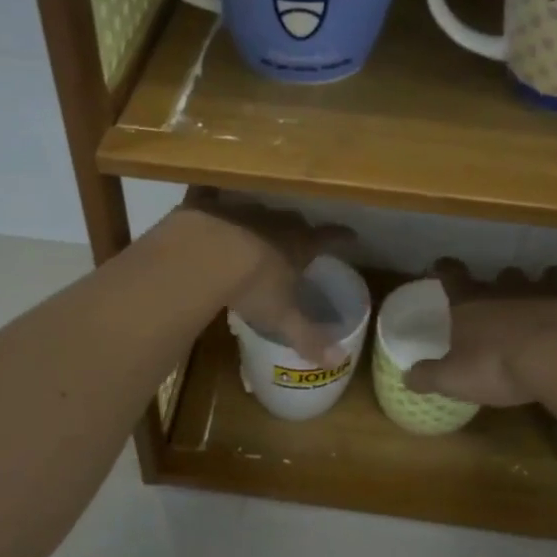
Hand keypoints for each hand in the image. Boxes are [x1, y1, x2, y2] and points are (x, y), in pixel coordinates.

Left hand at [169, 193, 352, 365]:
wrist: (205, 255)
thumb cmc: (252, 287)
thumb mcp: (282, 318)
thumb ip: (308, 338)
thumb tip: (336, 361)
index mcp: (297, 245)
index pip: (327, 238)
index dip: (340, 237)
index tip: (351, 235)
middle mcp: (274, 221)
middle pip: (293, 221)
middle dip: (297, 229)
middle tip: (298, 237)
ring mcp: (240, 209)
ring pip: (256, 209)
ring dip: (258, 217)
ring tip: (256, 226)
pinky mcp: (207, 204)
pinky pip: (212, 195)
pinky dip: (212, 196)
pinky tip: (209, 196)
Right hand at [403, 260, 556, 406]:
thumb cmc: (498, 367)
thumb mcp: (455, 379)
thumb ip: (429, 375)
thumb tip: (407, 376)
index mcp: (471, 301)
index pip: (451, 274)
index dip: (445, 268)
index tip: (441, 267)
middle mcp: (505, 287)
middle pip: (500, 275)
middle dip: (500, 285)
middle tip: (501, 302)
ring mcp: (543, 287)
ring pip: (539, 274)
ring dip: (539, 283)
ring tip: (541, 298)